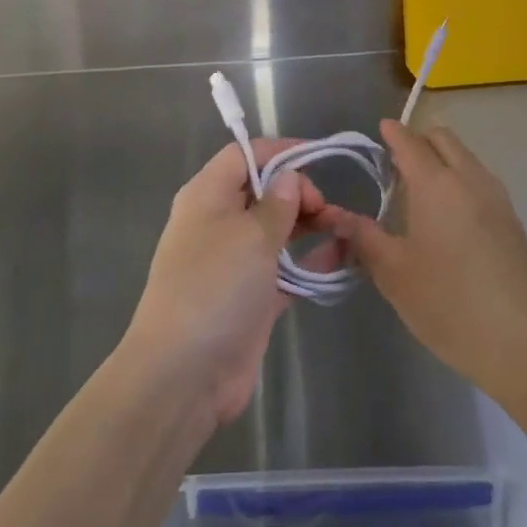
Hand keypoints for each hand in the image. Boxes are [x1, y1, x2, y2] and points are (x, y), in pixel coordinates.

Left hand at [124, 140, 342, 430]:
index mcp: (207, 195)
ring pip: (274, 229)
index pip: (243, 156)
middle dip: (298, 191)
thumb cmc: (215, 286)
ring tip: (342, 227)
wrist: (184, 374)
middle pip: (262, 190)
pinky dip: (308, 261)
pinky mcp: (249, 297)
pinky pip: (283, 268)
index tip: (317, 158)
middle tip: (326, 208)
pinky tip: (340, 258)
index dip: (279, 152)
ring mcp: (233, 262)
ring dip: (307, 225)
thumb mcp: (251, 235)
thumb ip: (278, 203)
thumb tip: (289, 178)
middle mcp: (217, 222)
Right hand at [324, 121, 526, 402]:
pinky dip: (460, 179)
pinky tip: (448, 216)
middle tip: (395, 164)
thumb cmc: (447, 304)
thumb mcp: (393, 273)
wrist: (520, 343)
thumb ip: (364, 238)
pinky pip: (480, 179)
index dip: (392, 133)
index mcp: (436, 184)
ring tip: (419, 192)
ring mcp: (496, 197)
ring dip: (442, 159)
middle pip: (443, 138)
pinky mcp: (512, 220)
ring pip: (465, 157)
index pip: (410, 141)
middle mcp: (469, 178)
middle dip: (418, 140)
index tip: (379, 131)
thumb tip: (338, 217)